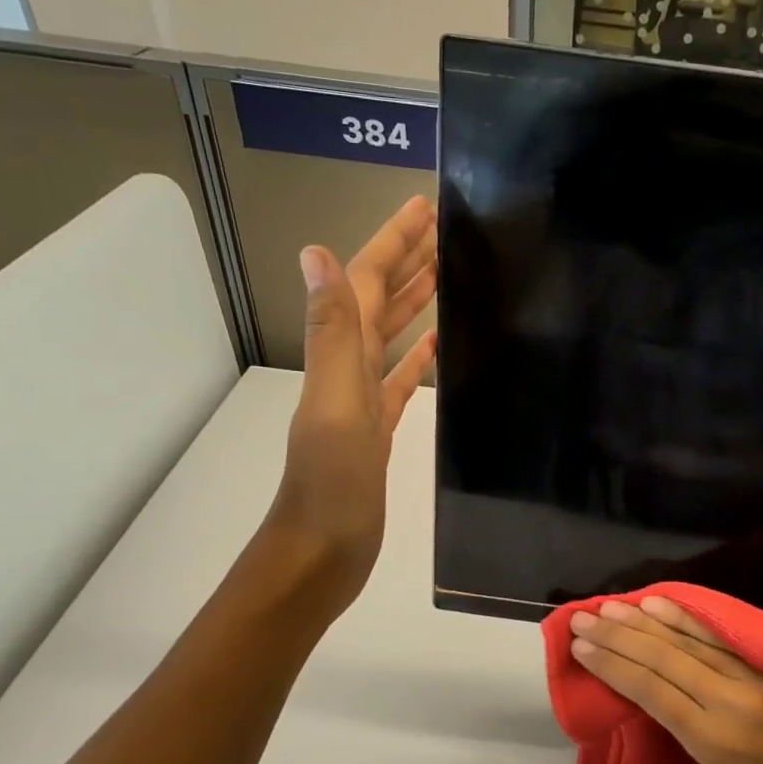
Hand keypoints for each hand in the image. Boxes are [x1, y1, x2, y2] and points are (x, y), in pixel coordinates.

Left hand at [270, 195, 437, 611]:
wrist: (321, 554)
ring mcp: (361, 401)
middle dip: (406, 261)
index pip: (364, 284)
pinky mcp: (378, 430)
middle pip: (377, 302)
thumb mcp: (336, 406)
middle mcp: (346, 370)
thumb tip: (315, 252)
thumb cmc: (332, 485)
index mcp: (337, 357)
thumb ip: (332, 335)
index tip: (424, 209)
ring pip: (389, 337)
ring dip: (413, 302)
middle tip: (443, 230)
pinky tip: (437, 346)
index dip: (391, 243)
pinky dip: (417, 357)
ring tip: (446, 274)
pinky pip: (400, 381)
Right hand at [569, 597, 762, 763]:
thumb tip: (652, 694)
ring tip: (608, 607)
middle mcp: (726, 697)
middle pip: (661, 657)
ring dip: (642, 622)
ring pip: (684, 640)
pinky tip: (659, 604)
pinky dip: (683, 618)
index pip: (650, 689)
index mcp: (712, 736)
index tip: (580, 648)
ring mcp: (747, 674)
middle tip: (582, 619)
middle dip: (616, 636)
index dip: (611, 665)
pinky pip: (715, 635)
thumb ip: (687, 732)